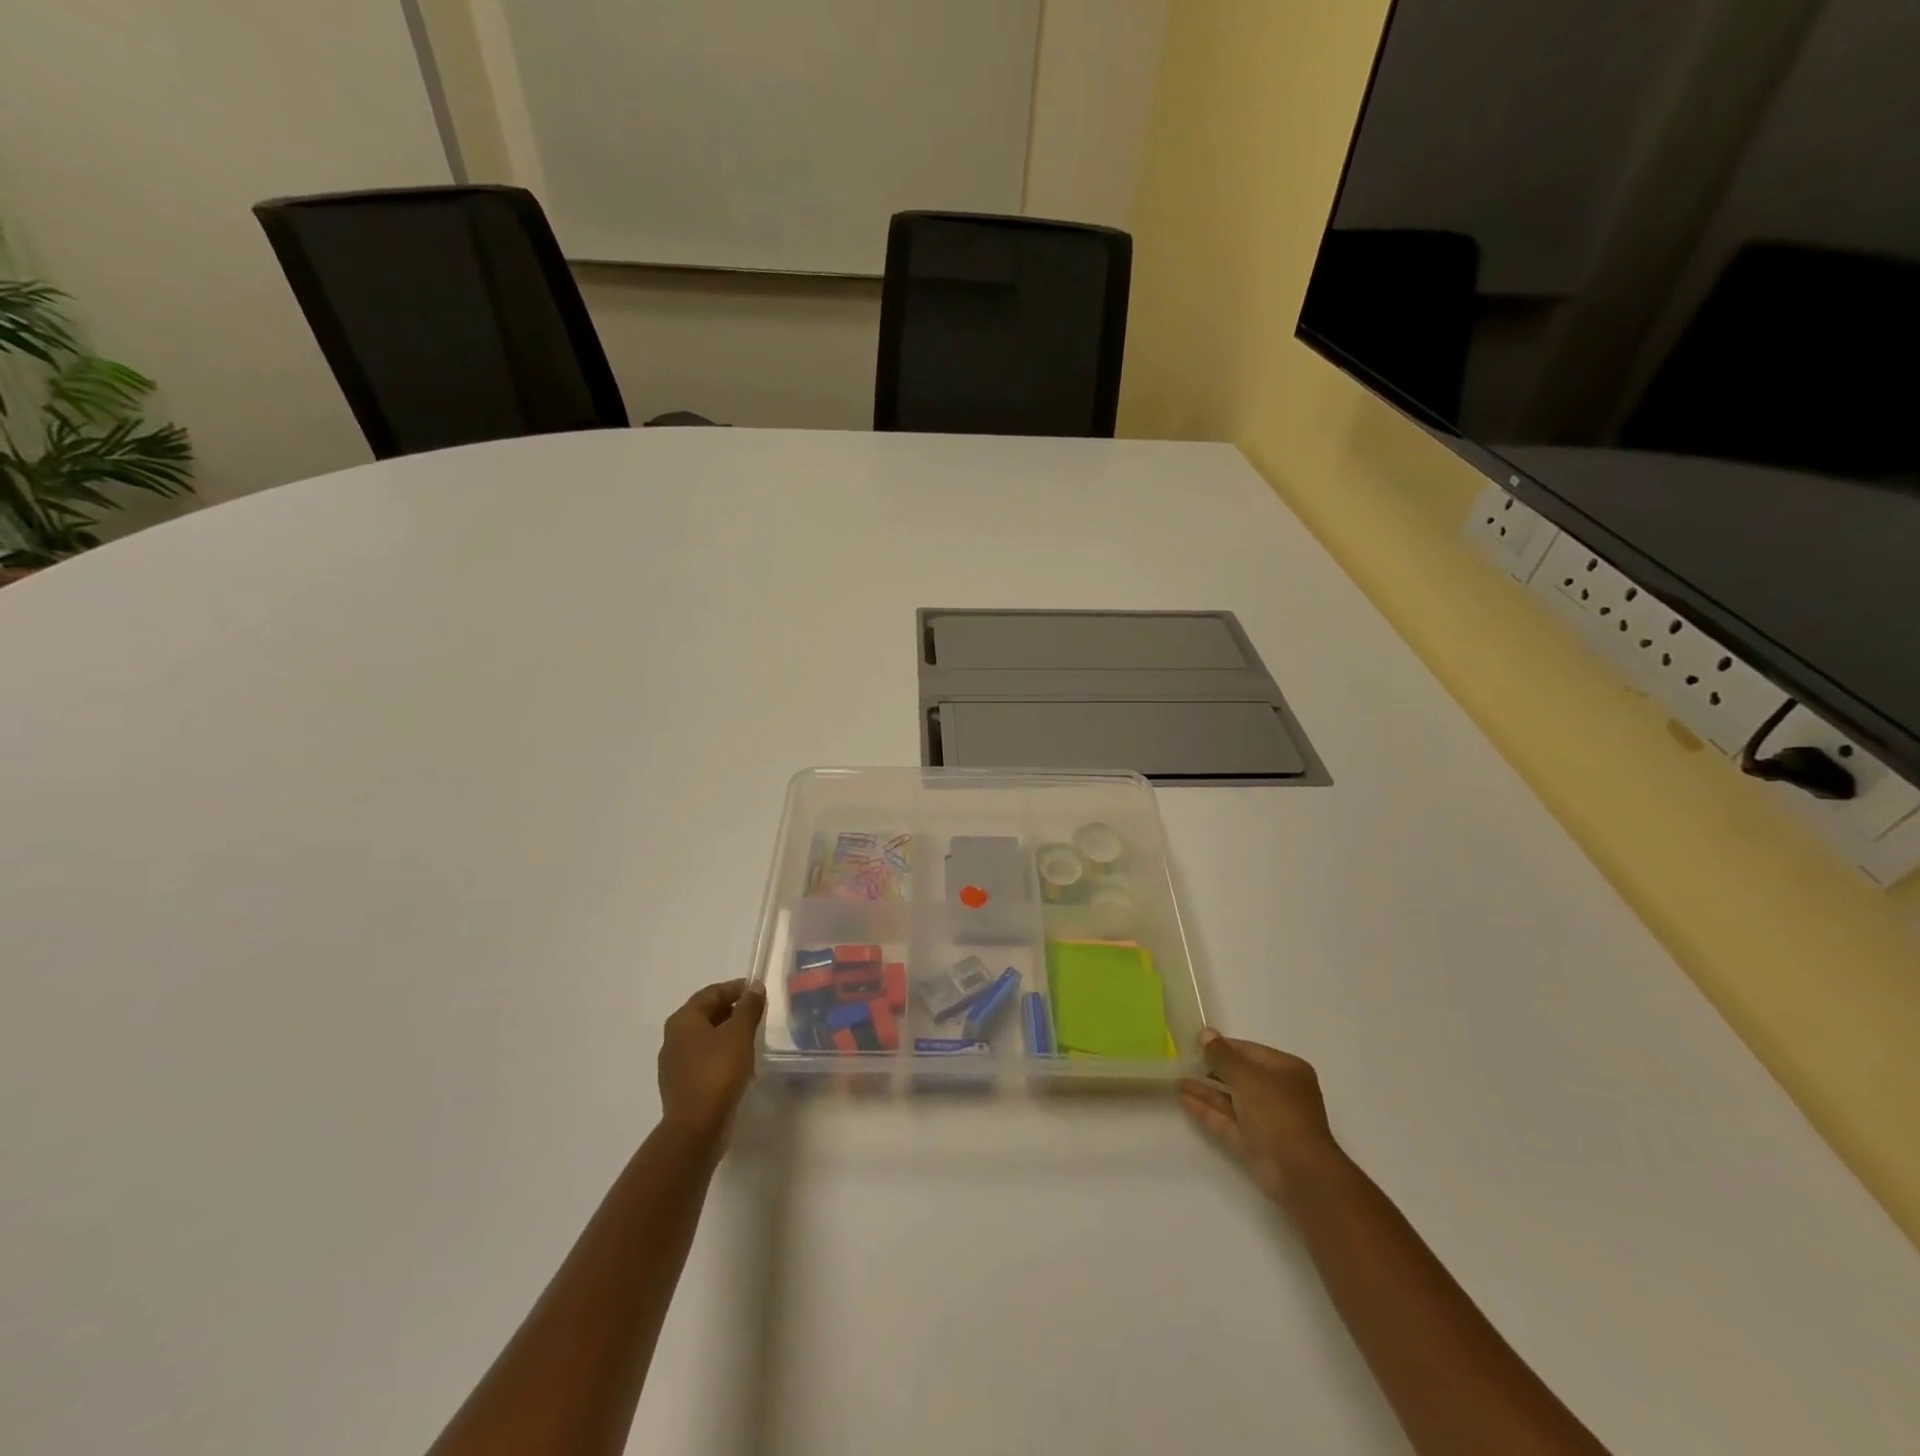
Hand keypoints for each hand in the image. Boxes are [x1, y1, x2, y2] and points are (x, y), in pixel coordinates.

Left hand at [658, 979, 765, 1144]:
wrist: (696, 1127)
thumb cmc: (718, 1072)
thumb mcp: (739, 1034)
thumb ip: (748, 1007)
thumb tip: (754, 986)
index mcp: (683, 1020)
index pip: (711, 993)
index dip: (735, 988)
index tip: (757, 991)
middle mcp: (673, 1038)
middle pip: (706, 1014)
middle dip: (732, 1010)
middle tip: (757, 1013)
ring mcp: (674, 1063)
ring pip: (705, 1038)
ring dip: (727, 1033)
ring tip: (751, 1037)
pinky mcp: (681, 1084)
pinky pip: (703, 1059)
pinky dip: (721, 1054)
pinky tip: (738, 1063)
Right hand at [1180, 1029, 1345, 1207]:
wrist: (1298, 1172)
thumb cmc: (1277, 1112)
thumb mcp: (1247, 1076)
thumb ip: (1222, 1055)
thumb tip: (1205, 1033)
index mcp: (1286, 1070)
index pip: (1249, 1051)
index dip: (1222, 1046)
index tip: (1195, 1043)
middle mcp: (1278, 1092)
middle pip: (1240, 1075)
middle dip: (1211, 1069)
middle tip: (1182, 1060)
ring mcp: (1266, 1120)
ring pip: (1231, 1099)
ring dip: (1205, 1090)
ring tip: (1176, 1079)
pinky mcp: (1254, 1143)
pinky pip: (1227, 1120)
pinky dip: (1207, 1110)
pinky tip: (1183, 1099)